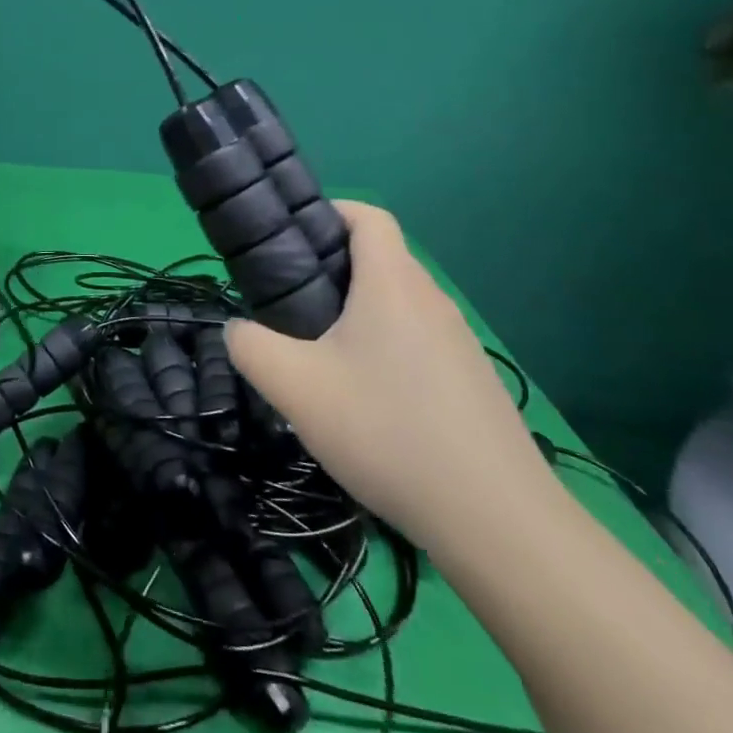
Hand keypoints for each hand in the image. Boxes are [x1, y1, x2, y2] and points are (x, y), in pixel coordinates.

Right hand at [225, 203, 556, 558]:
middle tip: (294, 306)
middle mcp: (431, 299)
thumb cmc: (387, 431)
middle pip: (381, 259)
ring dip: (363, 313)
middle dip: (335, 269)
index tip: (294, 240)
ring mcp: (460, 341)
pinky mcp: (474, 381)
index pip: (368, 216)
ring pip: (401, 303)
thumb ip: (250, 347)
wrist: (496, 520)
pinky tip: (373, 402)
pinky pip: (422, 341)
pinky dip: (391, 348)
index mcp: (392, 283)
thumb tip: (237, 329)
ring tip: (327, 357)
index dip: (331, 212)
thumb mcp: (296, 389)